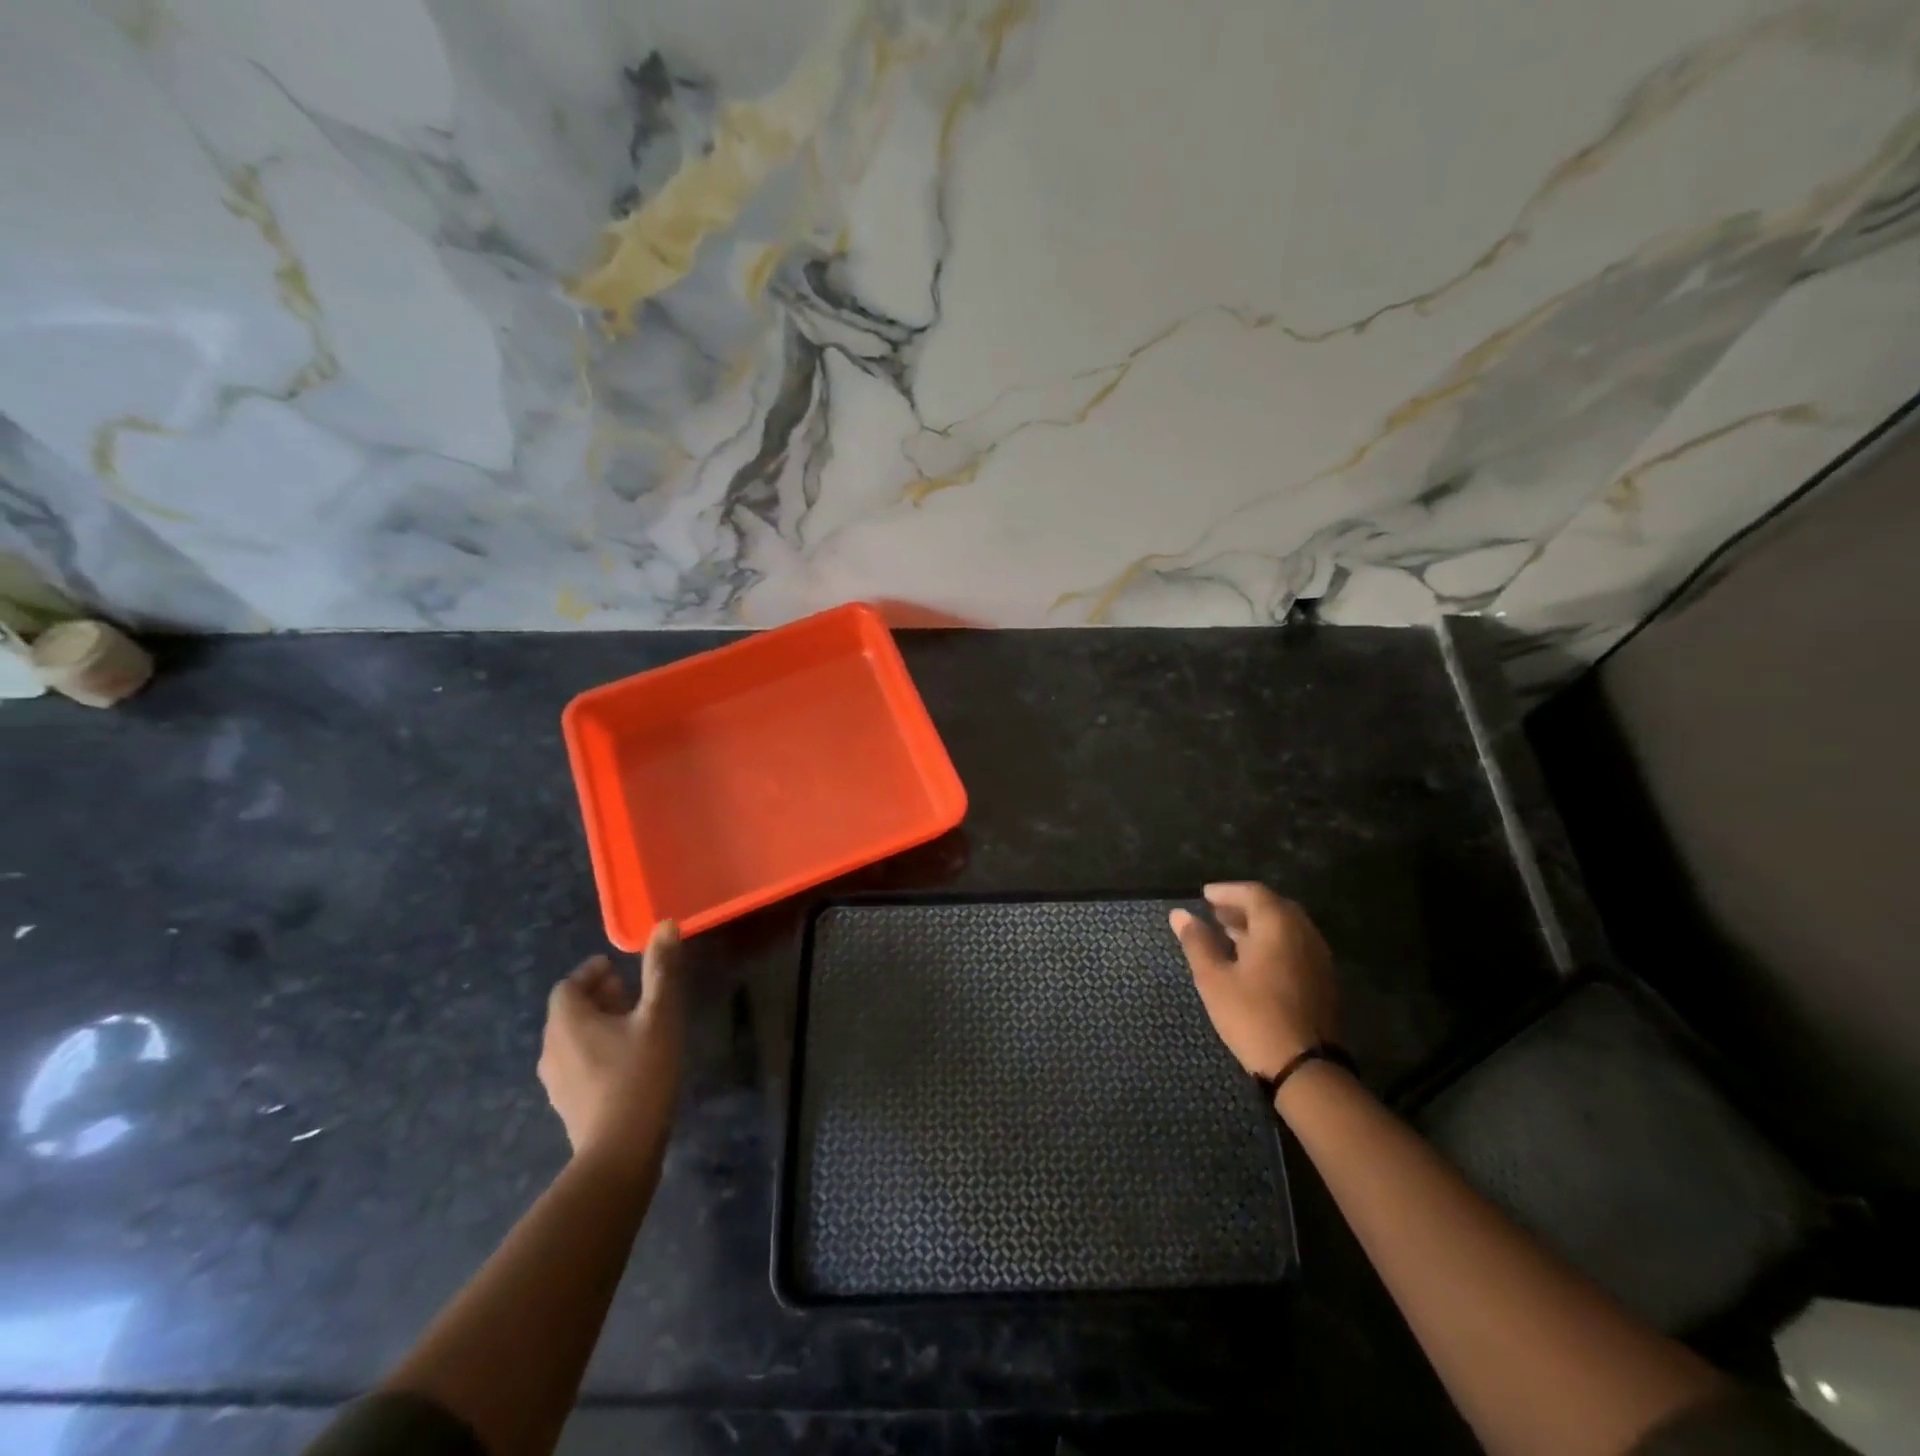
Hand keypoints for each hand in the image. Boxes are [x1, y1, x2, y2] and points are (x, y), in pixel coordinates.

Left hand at [539, 920, 685, 1174]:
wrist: (619, 1152)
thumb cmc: (641, 1074)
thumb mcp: (660, 1015)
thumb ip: (661, 970)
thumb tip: (664, 924)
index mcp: (568, 1022)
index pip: (569, 985)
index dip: (592, 973)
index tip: (619, 969)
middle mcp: (551, 1048)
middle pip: (569, 1011)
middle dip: (599, 996)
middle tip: (633, 994)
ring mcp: (555, 1081)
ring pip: (572, 1039)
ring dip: (598, 1024)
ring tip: (635, 1026)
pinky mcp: (567, 1105)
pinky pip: (576, 1063)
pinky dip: (596, 1051)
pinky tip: (628, 1062)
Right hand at [1170, 883, 1337, 1077]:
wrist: (1305, 1067)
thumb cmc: (1252, 1016)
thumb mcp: (1214, 978)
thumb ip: (1197, 942)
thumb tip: (1179, 914)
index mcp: (1277, 925)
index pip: (1252, 892)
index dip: (1226, 891)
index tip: (1204, 896)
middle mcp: (1303, 933)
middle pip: (1273, 907)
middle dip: (1243, 907)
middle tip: (1215, 914)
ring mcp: (1317, 957)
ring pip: (1286, 928)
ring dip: (1258, 926)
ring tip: (1229, 936)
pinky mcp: (1323, 980)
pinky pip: (1295, 946)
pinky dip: (1272, 943)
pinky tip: (1253, 961)